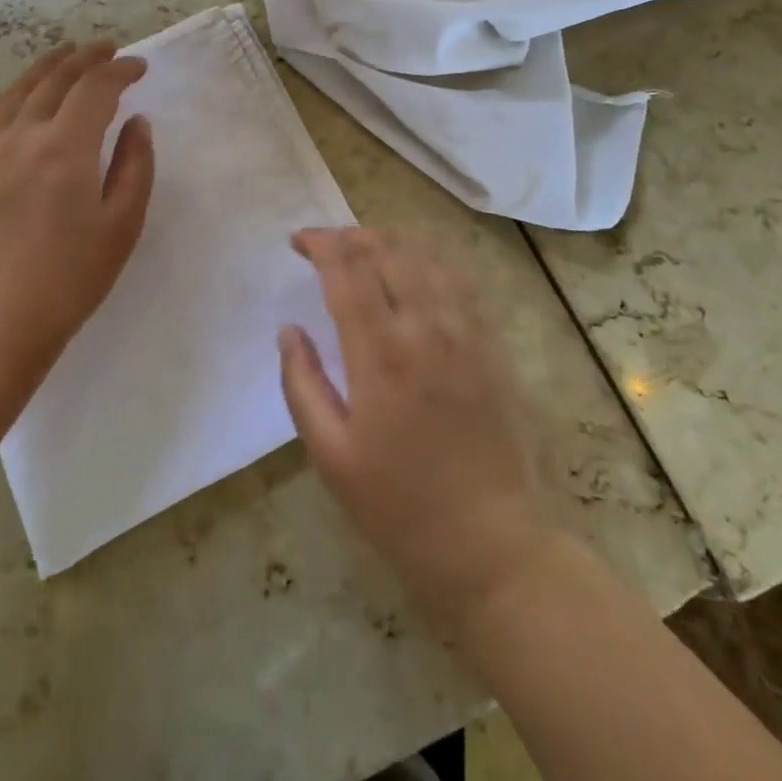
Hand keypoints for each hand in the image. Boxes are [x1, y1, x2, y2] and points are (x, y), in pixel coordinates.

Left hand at [0, 41, 154, 385]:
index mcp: (65, 147)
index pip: (95, 88)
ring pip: (19, 90)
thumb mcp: (122, 224)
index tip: (140, 68)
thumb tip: (136, 123)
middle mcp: (24, 136)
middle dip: (86, 58)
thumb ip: (135, 166)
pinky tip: (18, 95)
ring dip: (47, 67)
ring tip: (67, 55)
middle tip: (109, 49)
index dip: (120, 71)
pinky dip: (9, 95)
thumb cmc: (72, 277)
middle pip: (56, 79)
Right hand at [278, 228, 550, 629]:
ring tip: (365, 249)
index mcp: (381, 355)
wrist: (492, 544)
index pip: (347, 270)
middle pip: (388, 250)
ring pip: (428, 256)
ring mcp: (467, 333)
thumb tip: (289, 330)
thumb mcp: (331, 456)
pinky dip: (431, 259)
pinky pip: (461, 280)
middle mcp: (426, 329)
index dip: (321, 244)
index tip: (299, 241)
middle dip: (351, 236)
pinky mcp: (492, 345)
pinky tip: (416, 268)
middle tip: (327, 246)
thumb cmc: (400, 506)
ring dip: (391, 241)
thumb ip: (302, 384)